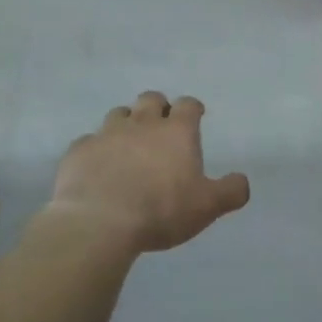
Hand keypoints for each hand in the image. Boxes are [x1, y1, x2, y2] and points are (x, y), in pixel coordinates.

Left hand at [48, 92, 250, 254]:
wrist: (100, 221)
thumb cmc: (161, 210)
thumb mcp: (207, 206)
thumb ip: (230, 191)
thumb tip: (242, 181)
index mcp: (176, 132)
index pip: (188, 105)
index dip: (193, 108)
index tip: (196, 114)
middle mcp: (142, 124)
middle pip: (150, 99)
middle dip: (158, 107)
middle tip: (161, 123)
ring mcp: (106, 134)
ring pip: (118, 114)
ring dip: (126, 123)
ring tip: (129, 143)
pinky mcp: (79, 150)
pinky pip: (89, 141)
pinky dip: (97, 149)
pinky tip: (97, 166)